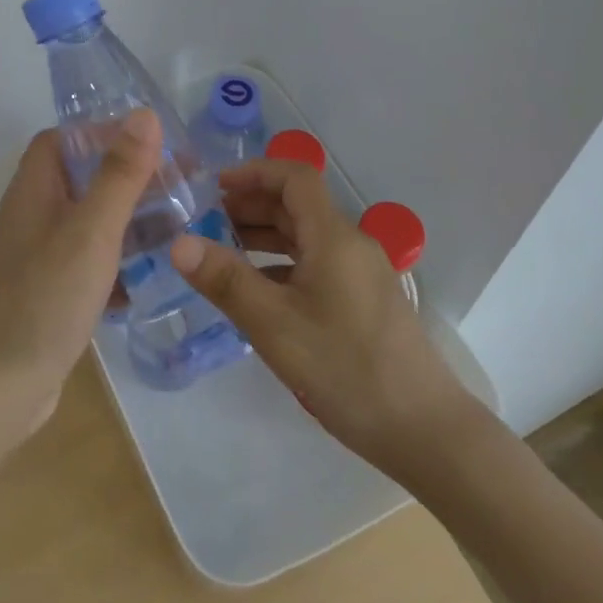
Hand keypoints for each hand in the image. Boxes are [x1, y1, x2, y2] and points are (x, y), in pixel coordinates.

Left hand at [0, 110, 162, 438]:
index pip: (63, 139)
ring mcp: (37, 255)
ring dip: (125, 219)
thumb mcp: (92, 230)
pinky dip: (115, 260)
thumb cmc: (46, 298)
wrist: (0, 387)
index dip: (102, 133)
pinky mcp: (47, 290)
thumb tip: (144, 115)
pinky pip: (86, 260)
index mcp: (34, 189)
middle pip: (80, 177)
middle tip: (176, 186)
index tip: (150, 144)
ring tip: (173, 226)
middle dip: (126, 178)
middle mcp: (32, 215)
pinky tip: (144, 278)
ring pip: (87, 221)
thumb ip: (119, 174)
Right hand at [169, 159, 476, 475]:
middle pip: (297, 205)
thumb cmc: (346, 368)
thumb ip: (226, 281)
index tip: (213, 187)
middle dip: (250, 205)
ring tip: (220, 252)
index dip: (254, 172)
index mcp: (334, 237)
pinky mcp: (362, 301)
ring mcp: (359, 273)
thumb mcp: (275, 325)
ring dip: (263, 235)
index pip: (295, 177)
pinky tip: (256, 291)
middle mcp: (350, 244)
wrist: (424, 430)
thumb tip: (178, 243)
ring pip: (305, 236)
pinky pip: (315, 264)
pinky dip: (281, 264)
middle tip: (205, 223)